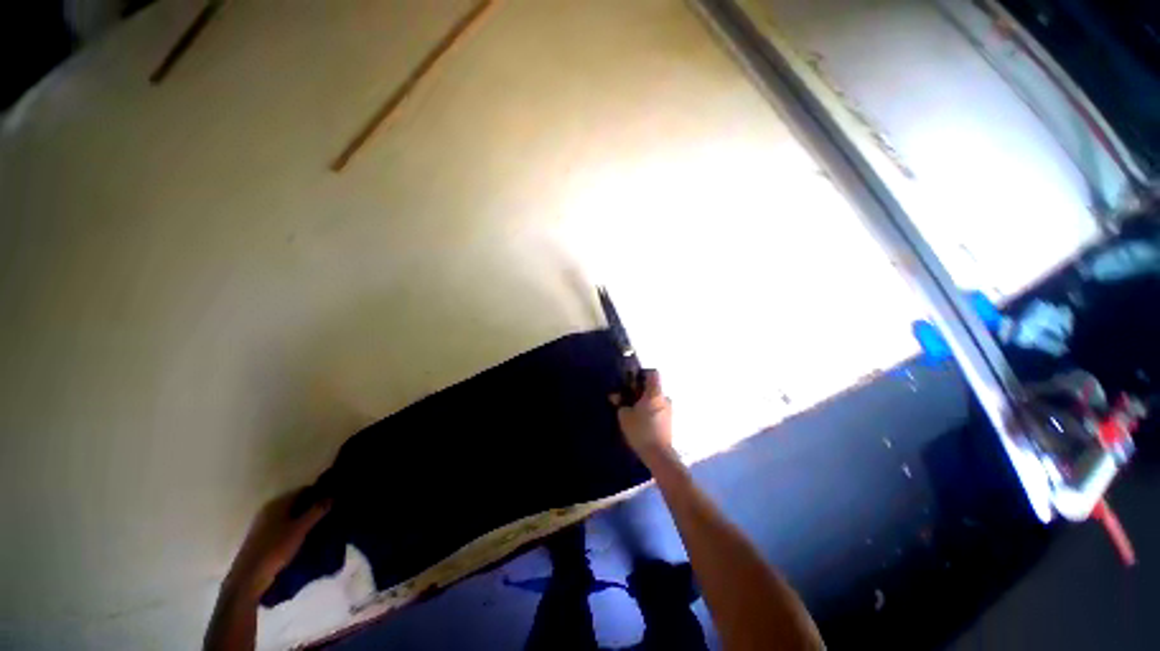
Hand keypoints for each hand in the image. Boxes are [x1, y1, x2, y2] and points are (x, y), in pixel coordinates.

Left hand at [223, 488, 329, 600]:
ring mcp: (264, 524)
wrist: (249, 578)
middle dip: (313, 506)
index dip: (319, 492)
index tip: (334, 498)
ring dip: (304, 518)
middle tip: (331, 512)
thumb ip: (317, 511)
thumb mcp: (300, 529)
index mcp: (278, 504)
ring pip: (290, 515)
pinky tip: (304, 536)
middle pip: (296, 502)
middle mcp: (269, 510)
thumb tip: (333, 494)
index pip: (303, 490)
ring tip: (321, 525)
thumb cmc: (275, 549)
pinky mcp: (263, 538)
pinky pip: (284, 526)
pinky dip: (295, 528)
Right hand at [610, 370, 674, 464]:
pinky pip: (657, 409)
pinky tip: (640, 421)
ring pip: (655, 399)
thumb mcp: (624, 415)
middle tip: (628, 397)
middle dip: (640, 390)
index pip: (653, 373)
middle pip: (653, 387)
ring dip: (645, 402)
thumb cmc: (641, 431)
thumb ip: (620, 403)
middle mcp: (664, 398)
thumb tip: (615, 395)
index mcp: (655, 393)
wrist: (658, 455)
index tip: (631, 380)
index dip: (642, 373)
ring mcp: (669, 410)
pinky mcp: (669, 421)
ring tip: (633, 411)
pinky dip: (649, 411)